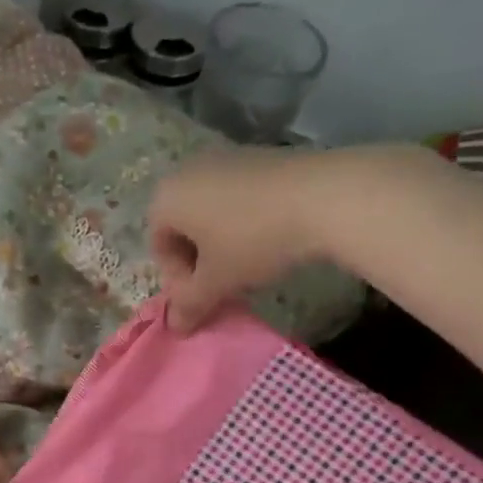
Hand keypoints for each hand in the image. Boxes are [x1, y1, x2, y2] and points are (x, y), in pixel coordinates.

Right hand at [148, 151, 330, 332]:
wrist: (323, 196)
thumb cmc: (253, 240)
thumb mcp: (217, 281)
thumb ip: (190, 305)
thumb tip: (175, 327)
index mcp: (167, 197)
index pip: (159, 246)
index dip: (178, 279)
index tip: (205, 296)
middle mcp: (188, 170)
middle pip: (183, 226)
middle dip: (199, 260)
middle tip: (224, 284)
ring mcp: (226, 158)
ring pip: (212, 211)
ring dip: (222, 243)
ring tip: (250, 265)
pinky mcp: (260, 155)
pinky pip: (238, 196)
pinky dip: (245, 221)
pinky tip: (271, 239)